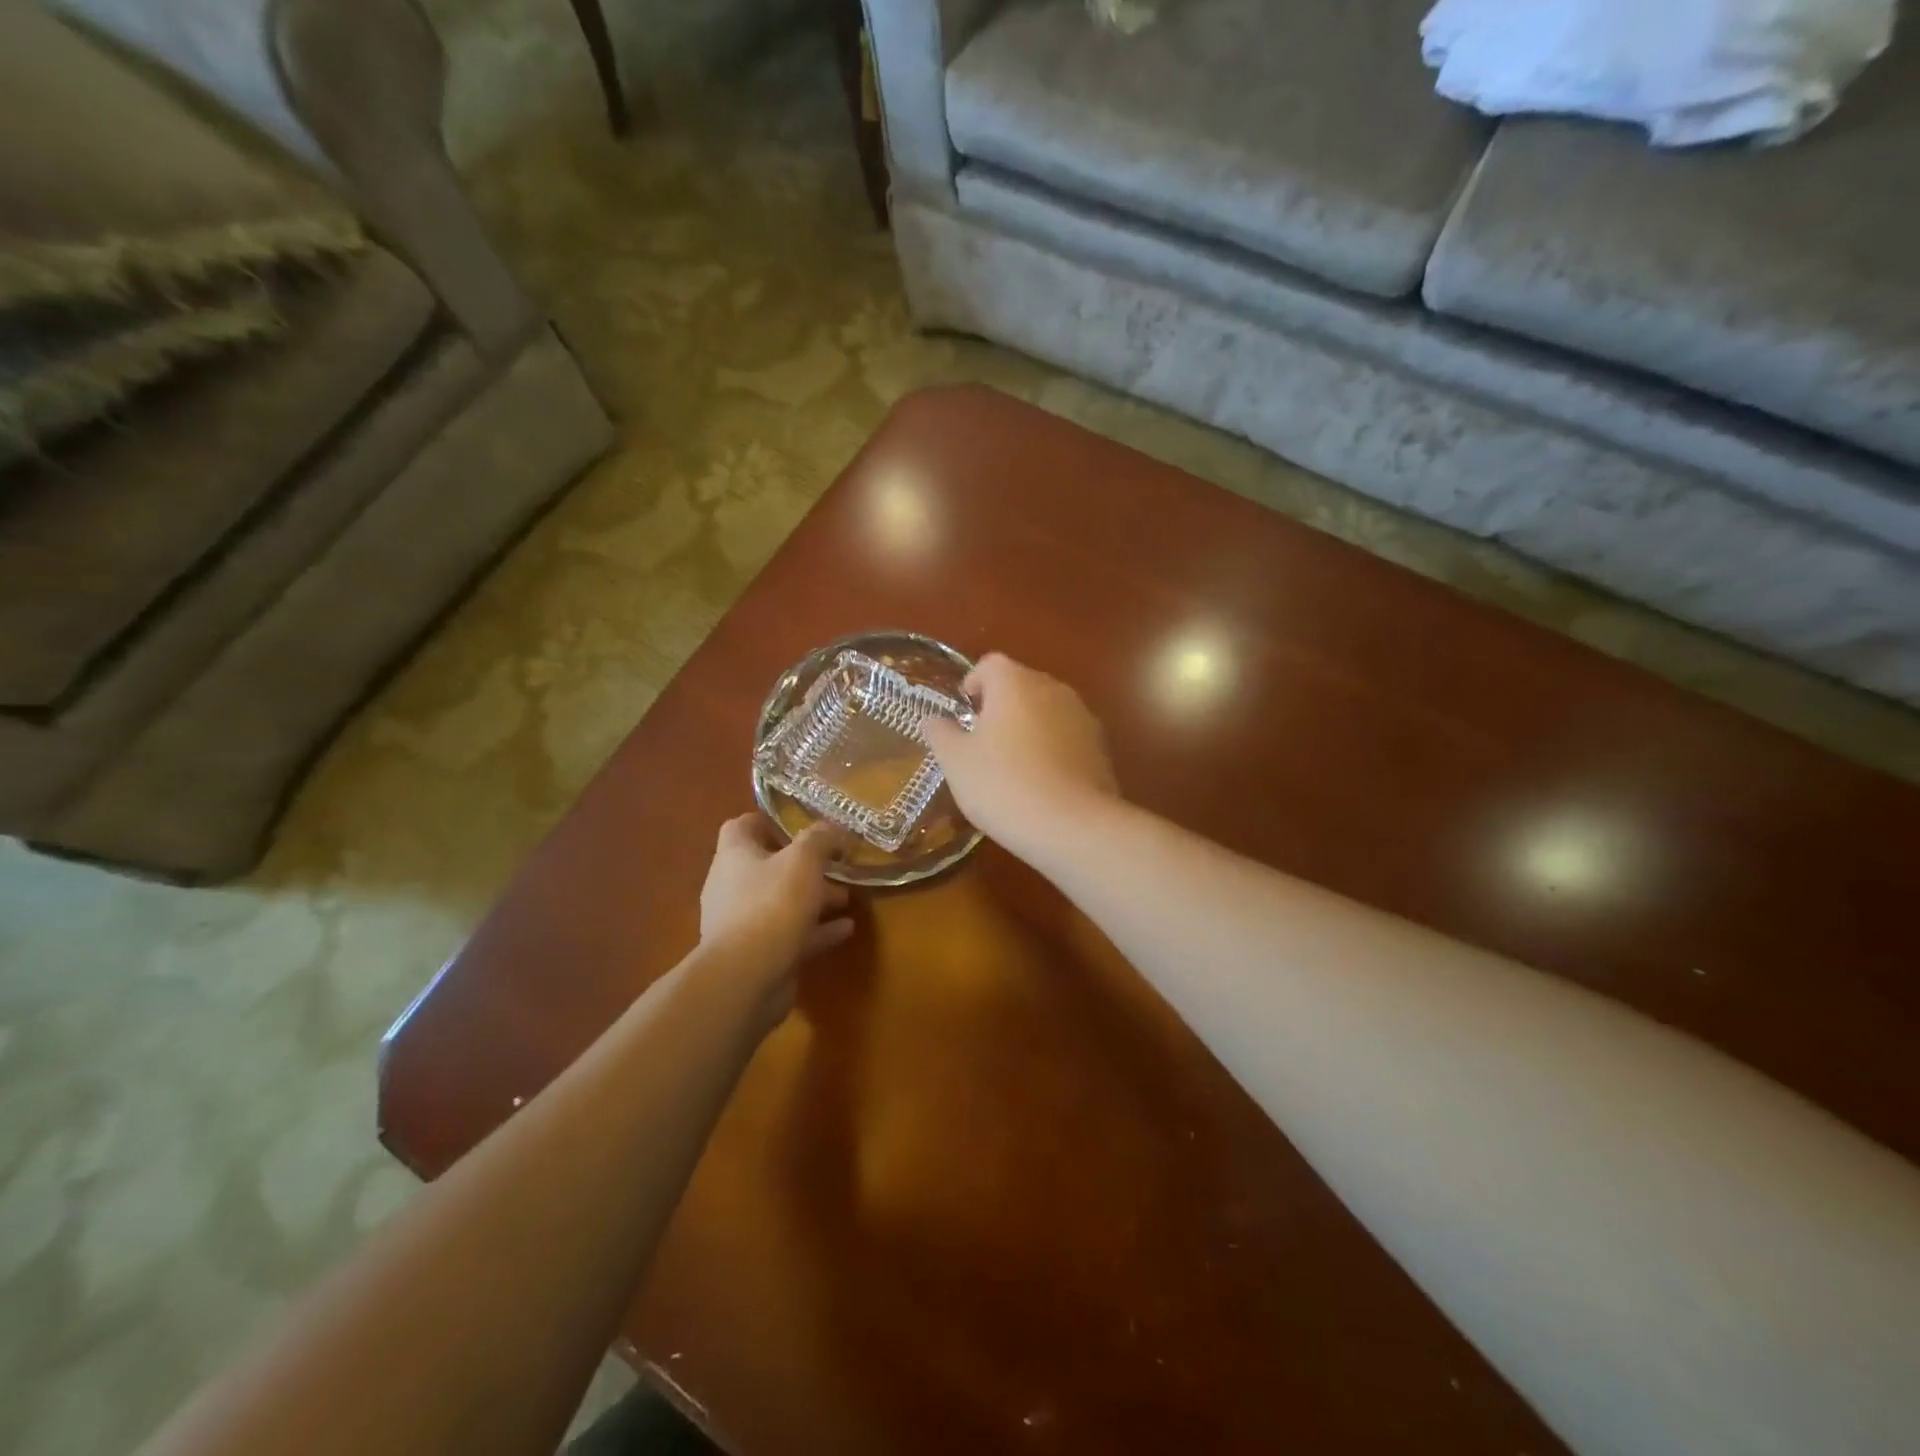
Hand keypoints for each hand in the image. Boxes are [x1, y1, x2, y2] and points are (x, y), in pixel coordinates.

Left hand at [700, 815, 853, 993]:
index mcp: (734, 856)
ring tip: (848, 897)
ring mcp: (742, 923)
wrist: (746, 978)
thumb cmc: (772, 905)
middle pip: (768, 867)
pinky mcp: (757, 954)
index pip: (741, 827)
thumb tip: (833, 829)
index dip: (768, 822)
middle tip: (836, 865)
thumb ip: (820, 838)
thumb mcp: (804, 860)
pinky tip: (846, 929)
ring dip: (814, 899)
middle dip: (804, 866)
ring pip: (782, 902)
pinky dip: (816, 930)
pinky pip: (790, 934)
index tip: (800, 825)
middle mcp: (732, 886)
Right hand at [923, 653, 1117, 850]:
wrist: (1073, 825)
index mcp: (1014, 683)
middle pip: (1022, 684)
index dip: (974, 682)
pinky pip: (1068, 735)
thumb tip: (933, 720)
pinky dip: (1054, 747)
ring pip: (1048, 709)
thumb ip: (942, 734)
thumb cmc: (1004, 785)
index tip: (965, 710)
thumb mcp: (957, 763)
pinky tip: (1043, 781)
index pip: (990, 664)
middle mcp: (1052, 689)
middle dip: (1002, 705)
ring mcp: (1082, 716)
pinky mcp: (1101, 746)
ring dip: (1030, 725)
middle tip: (984, 740)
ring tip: (1014, 763)